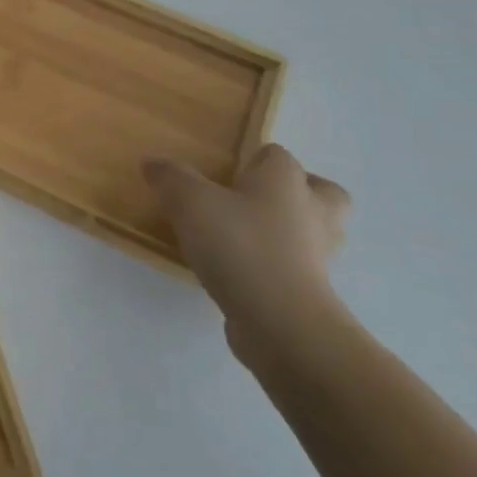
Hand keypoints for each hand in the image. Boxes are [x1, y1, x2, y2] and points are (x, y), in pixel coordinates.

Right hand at [143, 144, 351, 361]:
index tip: (223, 171)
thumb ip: (170, 177)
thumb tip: (155, 162)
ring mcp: (318, 255)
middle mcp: (312, 212)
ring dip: (290, 231)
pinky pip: (297, 267)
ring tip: (246, 235)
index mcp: (286, 181)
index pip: (277, 155)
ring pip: (314, 232)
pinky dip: (276, 265)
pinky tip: (241, 270)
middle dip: (296, 192)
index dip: (252, 158)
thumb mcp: (189, 201)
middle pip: (321, 192)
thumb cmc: (239, 245)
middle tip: (255, 199)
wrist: (280, 321)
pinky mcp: (312, 292)